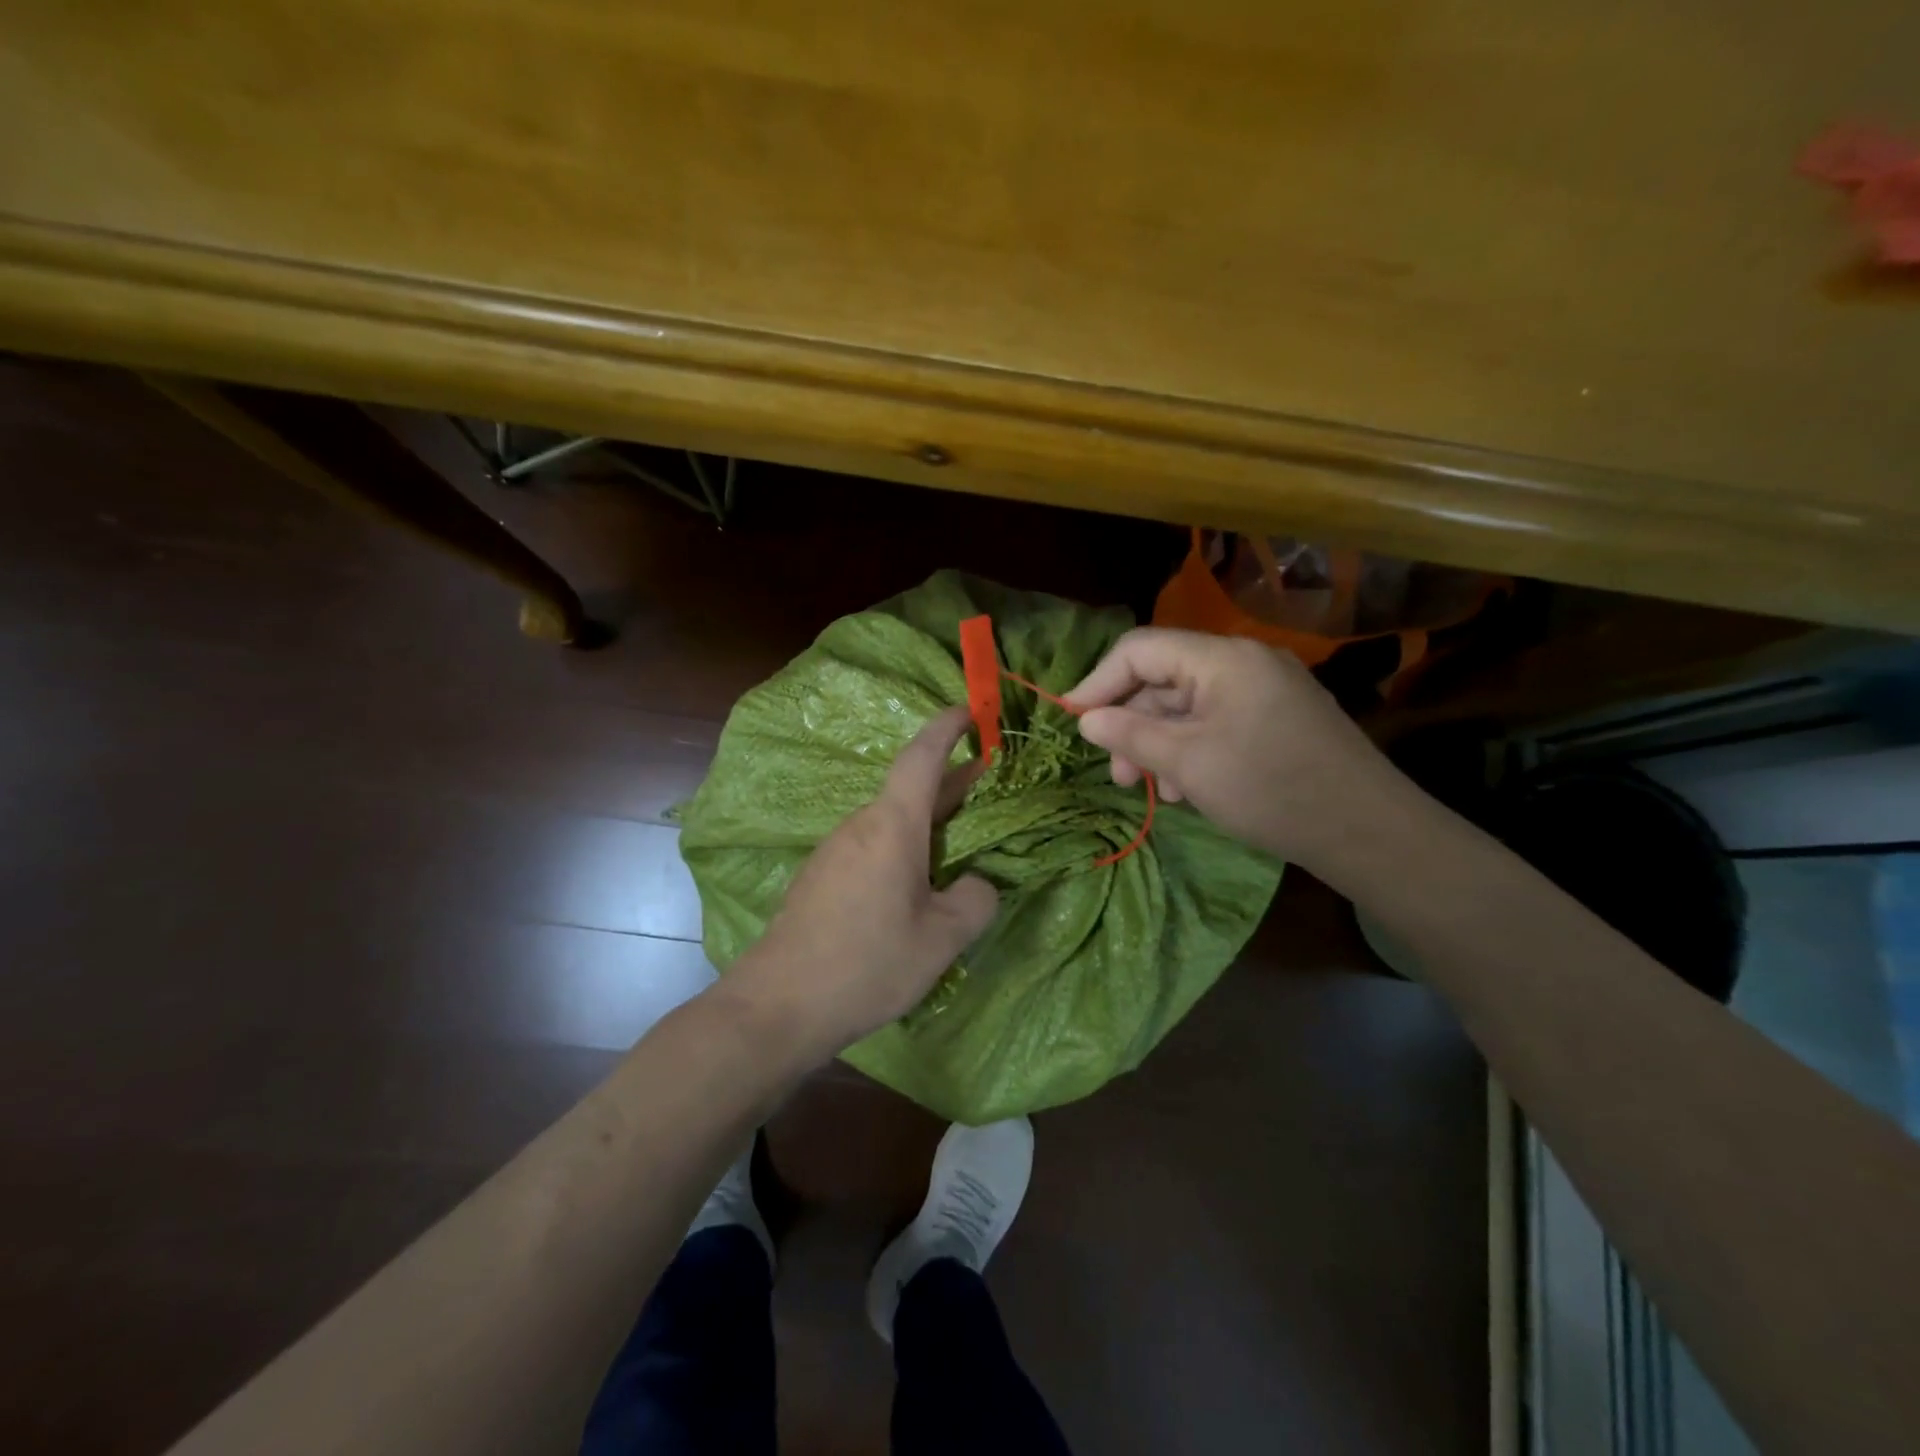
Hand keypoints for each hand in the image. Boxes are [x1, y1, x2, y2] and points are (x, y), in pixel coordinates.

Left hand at [725, 706, 999, 1065]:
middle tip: (986, 780)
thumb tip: (975, 884)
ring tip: (960, 840)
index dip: (946, 728)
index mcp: (891, 826)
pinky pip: (872, 847)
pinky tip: (916, 884)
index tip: (968, 709)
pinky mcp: (821, 878)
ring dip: (927, 820)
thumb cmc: (867, 963)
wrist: (779, 1004)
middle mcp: (860, 826)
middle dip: (950, 782)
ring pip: (891, 822)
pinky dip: (904, 847)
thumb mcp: (941, 938)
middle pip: (910, 790)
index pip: (921, 757)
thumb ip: (974, 901)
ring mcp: (835, 851)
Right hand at [1065, 627, 1397, 867]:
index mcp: (1222, 658)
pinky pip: (1217, 721)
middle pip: (1164, 678)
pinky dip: (1191, 749)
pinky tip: (1186, 789)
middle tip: (1116, 773)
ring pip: (1189, 705)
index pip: (1140, 649)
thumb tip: (1085, 719)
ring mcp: (1264, 690)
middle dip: (1131, 723)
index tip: (1073, 720)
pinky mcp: (1277, 718)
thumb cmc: (1269, 788)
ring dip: (1159, 743)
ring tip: (1150, 789)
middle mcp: (1243, 662)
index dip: (1099, 681)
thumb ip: (1131, 734)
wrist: (1367, 831)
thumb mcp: (1188, 762)